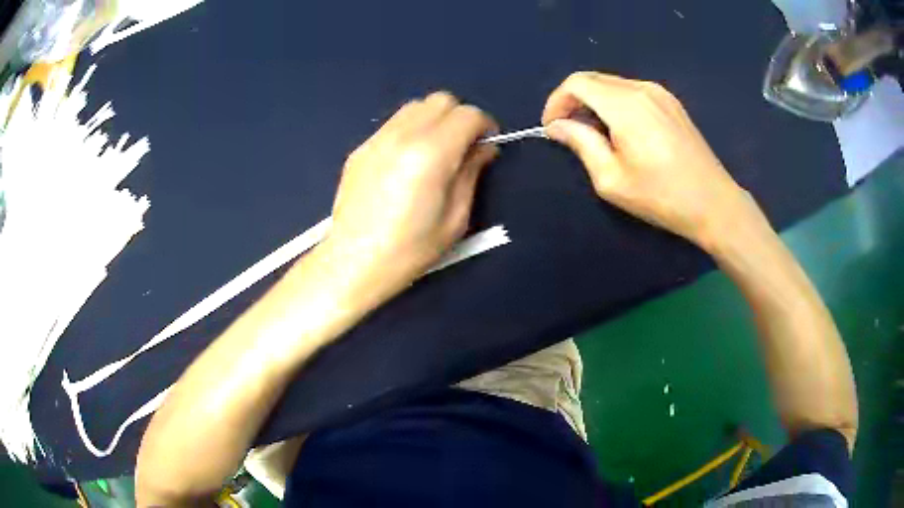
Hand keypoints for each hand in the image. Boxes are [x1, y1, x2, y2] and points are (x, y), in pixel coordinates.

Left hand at [325, 92, 497, 296]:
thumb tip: (484, 148)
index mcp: (431, 153)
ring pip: (414, 107)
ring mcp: (376, 139)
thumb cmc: (410, 249)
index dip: (485, 124)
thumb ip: (472, 173)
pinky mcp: (360, 149)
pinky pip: (392, 124)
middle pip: (440, 100)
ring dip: (433, 120)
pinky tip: (406, 161)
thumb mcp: (456, 218)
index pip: (467, 114)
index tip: (486, 144)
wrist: (354, 262)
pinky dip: (409, 130)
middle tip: (462, 145)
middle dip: (459, 116)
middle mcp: (402, 135)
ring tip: (434, 150)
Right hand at [542, 72, 756, 250]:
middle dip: (573, 101)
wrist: (714, 204)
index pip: (577, 83)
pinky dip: (616, 104)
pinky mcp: (672, 103)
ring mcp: (660, 93)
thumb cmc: (662, 196)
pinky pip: (633, 92)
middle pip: (594, 80)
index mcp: (625, 105)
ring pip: (613, 85)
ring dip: (595, 103)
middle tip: (568, 132)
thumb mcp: (612, 179)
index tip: (552, 128)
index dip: (557, 101)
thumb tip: (557, 126)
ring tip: (594, 134)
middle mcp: (642, 89)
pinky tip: (621, 130)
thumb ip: (581, 143)